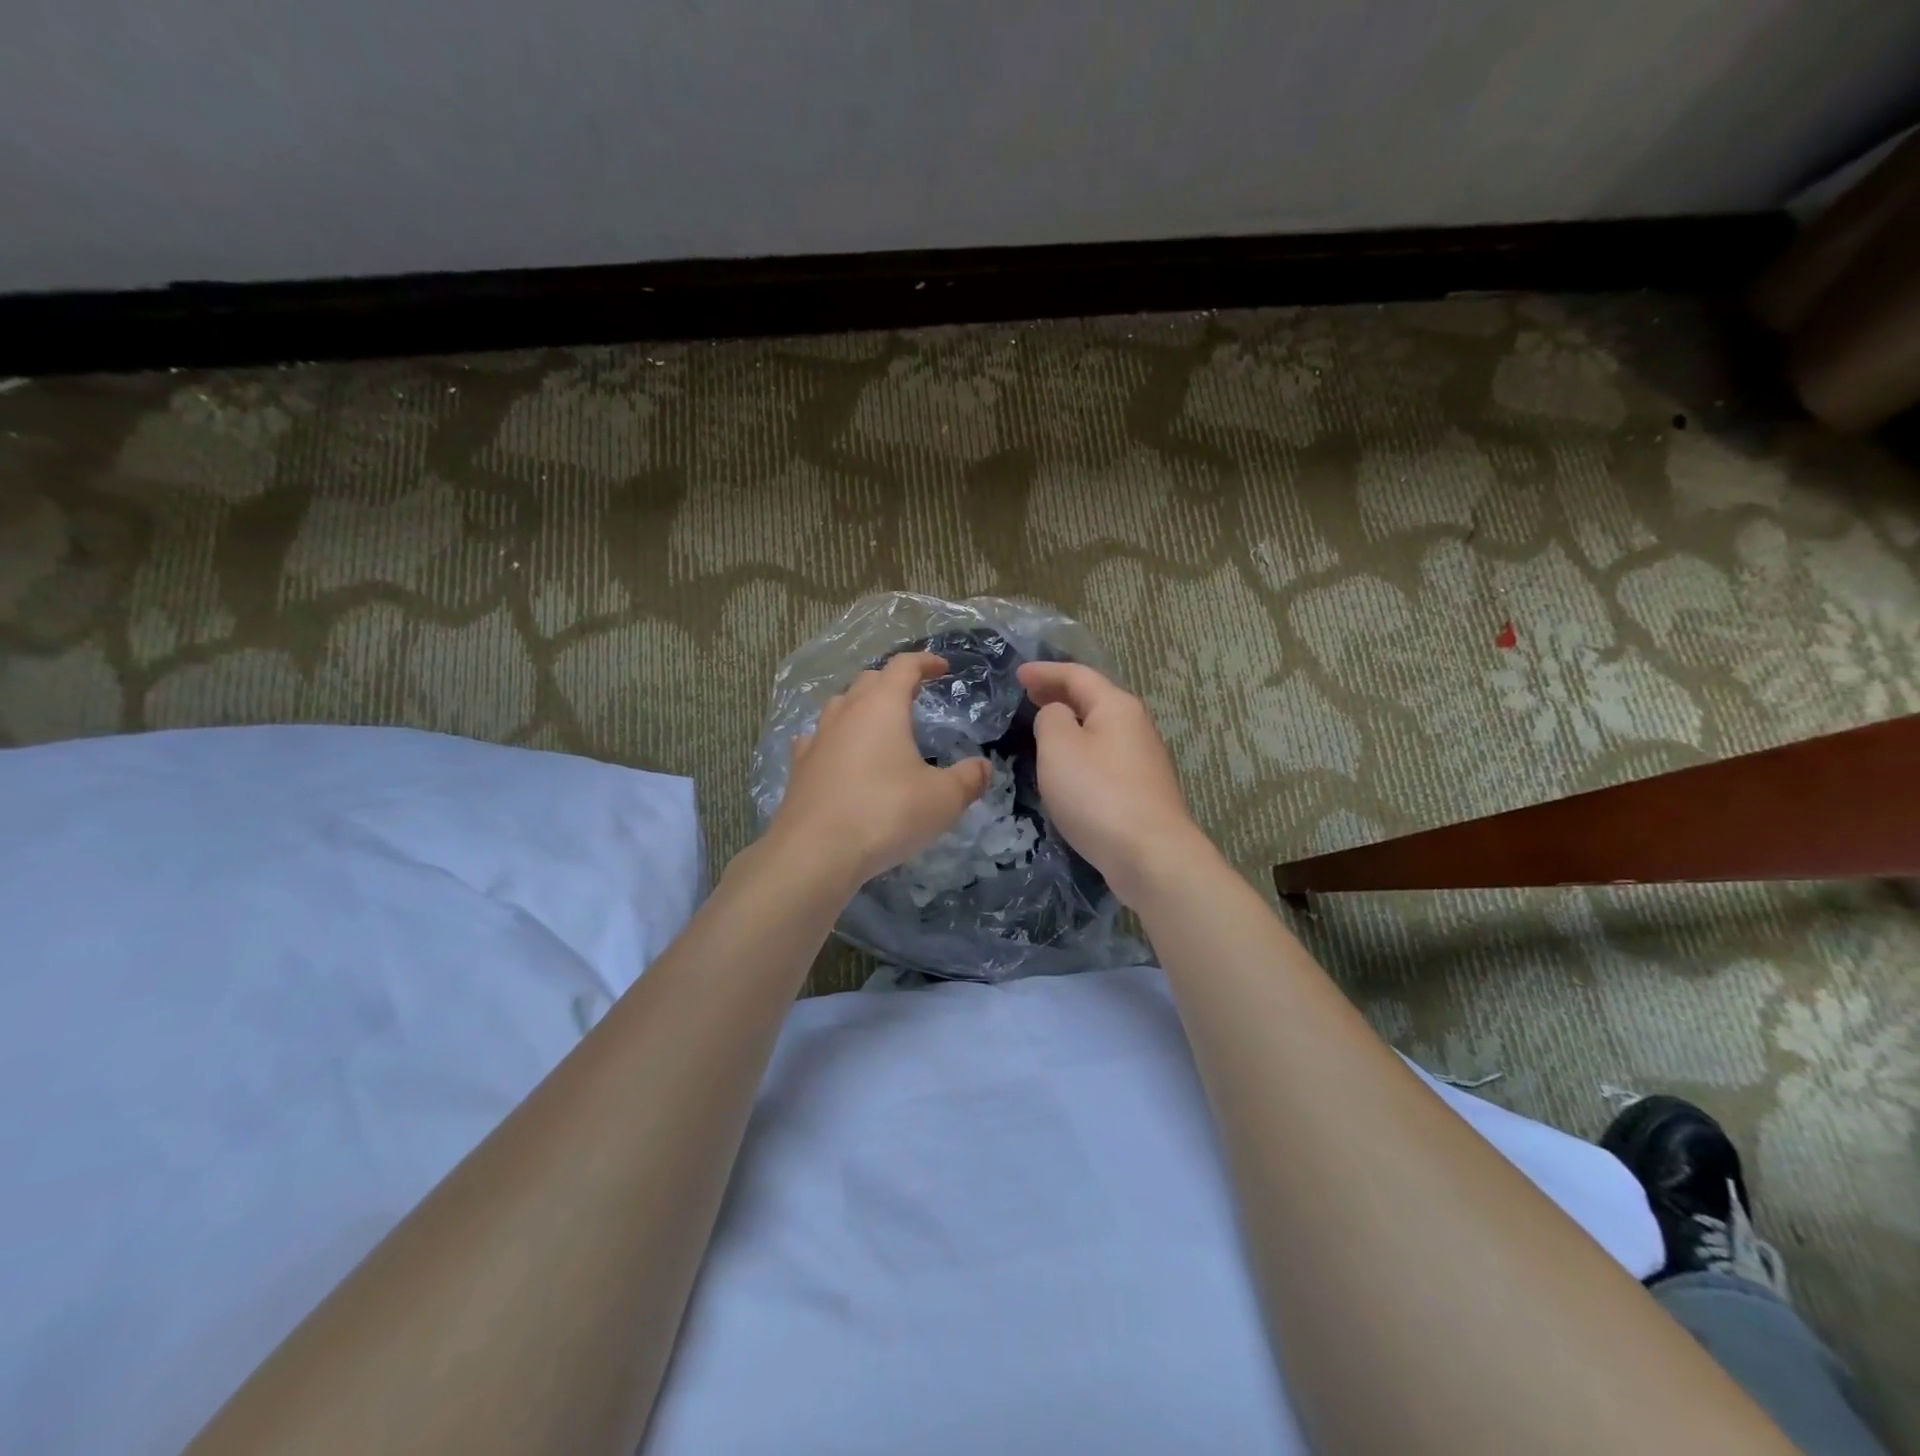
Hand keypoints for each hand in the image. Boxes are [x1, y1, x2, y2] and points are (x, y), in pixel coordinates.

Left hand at [768, 652, 992, 890]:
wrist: (815, 852)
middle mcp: (846, 712)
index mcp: (882, 706)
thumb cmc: (886, 813)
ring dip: (861, 707)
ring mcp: (817, 739)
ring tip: (878, 725)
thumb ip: (969, 779)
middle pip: (869, 681)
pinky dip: (835, 739)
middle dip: (893, 682)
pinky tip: (839, 754)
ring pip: (840, 706)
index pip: (904, 666)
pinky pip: (818, 739)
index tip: (942, 668)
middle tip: (913, 696)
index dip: (925, 662)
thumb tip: (983, 767)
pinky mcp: (799, 768)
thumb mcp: (943, 799)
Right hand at [1016, 660, 1211, 905]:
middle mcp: (1135, 726)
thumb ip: (1051, 719)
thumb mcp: (1059, 747)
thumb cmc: (1098, 793)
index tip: (1017, 674)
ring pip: (1099, 729)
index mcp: (1117, 706)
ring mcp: (1142, 759)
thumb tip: (1058, 715)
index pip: (1077, 675)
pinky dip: (1081, 749)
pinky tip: (1067, 766)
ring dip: (1071, 723)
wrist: (1150, 855)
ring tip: (1043, 727)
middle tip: (1028, 695)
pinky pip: (1103, 756)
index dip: (1045, 672)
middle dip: (1059, 694)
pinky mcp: (1141, 790)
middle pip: (1093, 700)